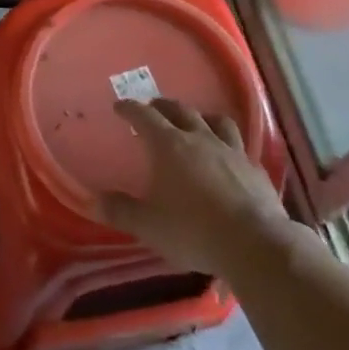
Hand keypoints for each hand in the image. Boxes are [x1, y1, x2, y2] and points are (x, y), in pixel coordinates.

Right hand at [98, 98, 290, 277]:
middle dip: (163, 106)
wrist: (254, 243)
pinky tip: (229, 156)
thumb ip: (120, 211)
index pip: (145, 117)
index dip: (130, 109)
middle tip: (153, 107)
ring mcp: (232, 151)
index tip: (120, 106)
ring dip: (201, 116)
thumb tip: (93, 201)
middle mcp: (200, 139)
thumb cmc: (193, 230)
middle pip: (180, 111)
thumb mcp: (148, 225)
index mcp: (169, 146)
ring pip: (216, 121)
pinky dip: (228, 144)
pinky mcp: (255, 168)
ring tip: (196, 120)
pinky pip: (239, 146)